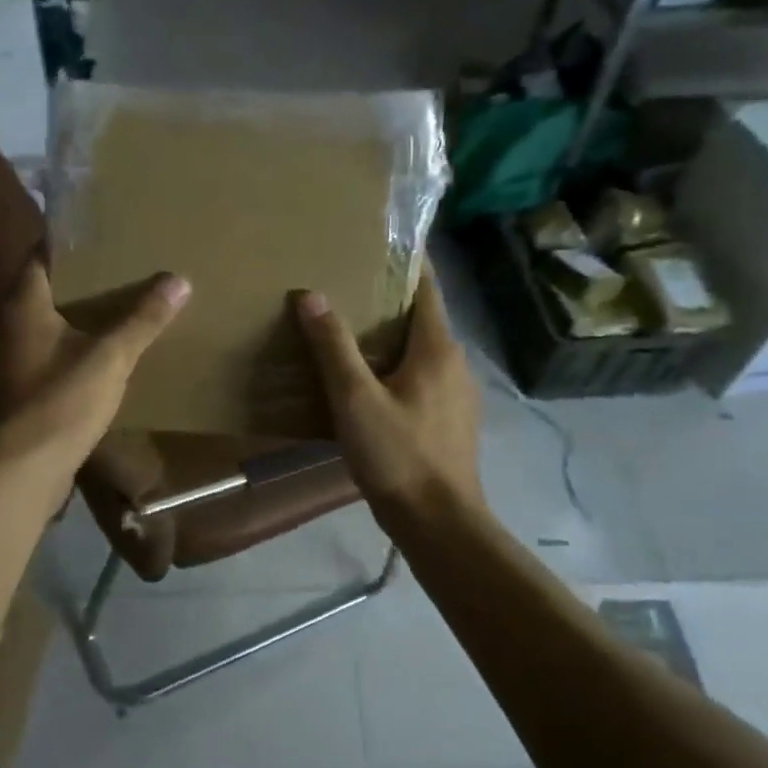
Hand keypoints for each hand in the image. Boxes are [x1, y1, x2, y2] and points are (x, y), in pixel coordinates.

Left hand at [0, 258, 189, 488]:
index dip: (70, 242)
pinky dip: (75, 345)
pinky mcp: (22, 388)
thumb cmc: (60, 402)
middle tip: (123, 265)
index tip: (105, 233)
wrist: (22, 471)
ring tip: (121, 303)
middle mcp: (10, 324)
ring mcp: (13, 359)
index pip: (42, 254)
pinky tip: (105, 351)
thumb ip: (143, 319)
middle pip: (46, 288)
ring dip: (79, 314)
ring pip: (48, 323)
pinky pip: (51, 353)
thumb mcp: (110, 357)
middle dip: (82, 278)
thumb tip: (179, 280)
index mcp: (24, 304)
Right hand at [294, 271, 481, 526]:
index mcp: (437, 348)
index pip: (426, 287)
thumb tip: (310, 295)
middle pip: (422, 318)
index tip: (376, 244)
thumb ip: (333, 347)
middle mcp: (455, 363)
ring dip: (390, 339)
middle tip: (344, 288)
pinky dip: (396, 369)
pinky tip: (367, 385)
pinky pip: (421, 379)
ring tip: (348, 334)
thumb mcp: (355, 399)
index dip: (405, 262)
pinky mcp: (450, 421)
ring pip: (421, 352)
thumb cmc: (398, 455)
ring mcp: (457, 395)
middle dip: (387, 301)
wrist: (439, 523)